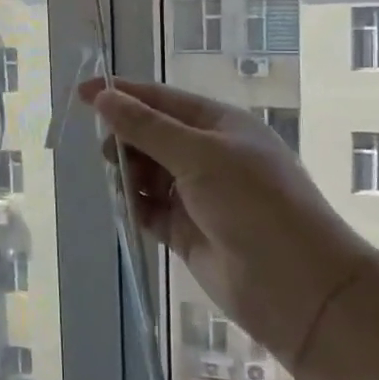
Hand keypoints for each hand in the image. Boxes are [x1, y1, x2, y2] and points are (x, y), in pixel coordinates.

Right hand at [78, 78, 373, 363]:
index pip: (161, 100)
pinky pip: (149, 209)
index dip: (122, 94)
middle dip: (126, 138)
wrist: (297, 286)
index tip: (81, 93)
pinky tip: (129, 208)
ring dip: (129, 174)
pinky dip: (136, 206)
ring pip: (147, 172)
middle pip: (151, 135)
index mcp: (219, 125)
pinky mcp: (187, 231)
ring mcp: (198, 194)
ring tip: (124, 186)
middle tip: (108, 154)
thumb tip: (103, 97)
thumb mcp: (199, 156)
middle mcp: (208, 155)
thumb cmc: (254, 204)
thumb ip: (147, 128)